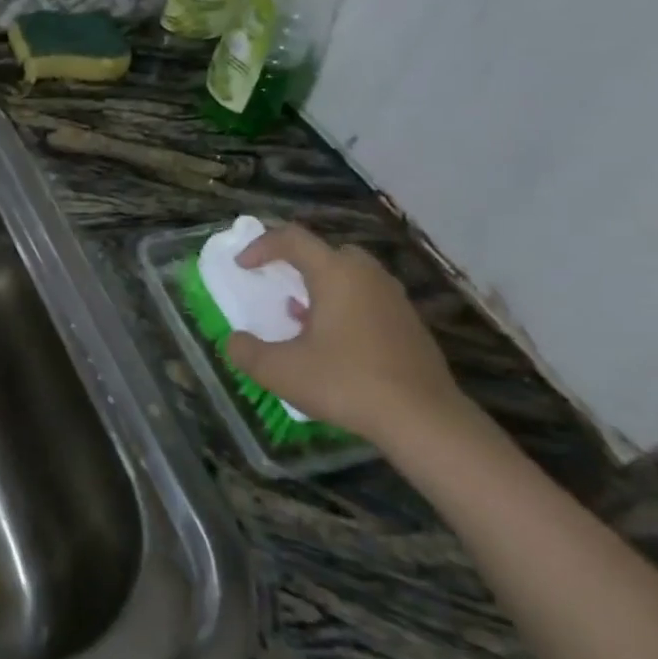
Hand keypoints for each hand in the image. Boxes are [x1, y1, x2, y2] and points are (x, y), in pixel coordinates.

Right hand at [222, 224, 465, 444]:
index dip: (261, 246)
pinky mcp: (410, 324)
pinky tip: (333, 342)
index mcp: (336, 274)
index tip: (242, 267)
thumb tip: (234, 341)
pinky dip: (345, 307)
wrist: (423, 419)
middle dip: (297, 262)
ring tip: (301, 317)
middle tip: (278, 285)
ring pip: (351, 276)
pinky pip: (368, 299)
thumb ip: (246, 351)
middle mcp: (368, 276)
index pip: (293, 239)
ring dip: (322, 287)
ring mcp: (394, 299)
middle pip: (328, 251)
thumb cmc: (346, 383)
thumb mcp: (279, 371)